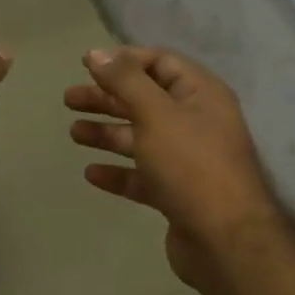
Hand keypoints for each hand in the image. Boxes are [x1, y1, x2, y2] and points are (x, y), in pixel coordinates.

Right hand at [66, 46, 285, 294]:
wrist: (226, 241)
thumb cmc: (191, 165)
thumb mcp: (156, 114)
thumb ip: (125, 80)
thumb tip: (97, 53)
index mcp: (200, 95)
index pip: (160, 63)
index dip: (124, 60)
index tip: (87, 64)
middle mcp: (196, 122)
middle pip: (145, 100)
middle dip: (107, 97)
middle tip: (69, 99)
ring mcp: (187, 160)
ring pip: (140, 138)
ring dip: (107, 133)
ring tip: (73, 134)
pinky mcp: (177, 194)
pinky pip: (142, 175)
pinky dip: (118, 172)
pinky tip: (91, 173)